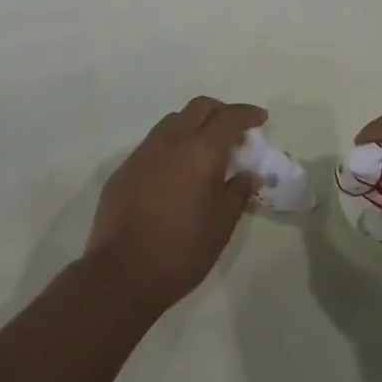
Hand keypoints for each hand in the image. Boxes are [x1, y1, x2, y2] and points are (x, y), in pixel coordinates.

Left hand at [86, 96, 264, 307]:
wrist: (120, 274)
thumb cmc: (180, 251)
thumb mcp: (221, 226)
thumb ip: (238, 193)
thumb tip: (248, 174)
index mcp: (201, 152)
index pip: (229, 117)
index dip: (247, 113)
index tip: (260, 118)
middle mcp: (171, 141)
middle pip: (199, 107)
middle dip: (221, 111)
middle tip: (234, 130)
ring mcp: (144, 152)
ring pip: (174, 120)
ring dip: (194, 124)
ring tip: (204, 148)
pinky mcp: (124, 168)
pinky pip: (154, 142)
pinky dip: (172, 144)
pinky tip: (175, 171)